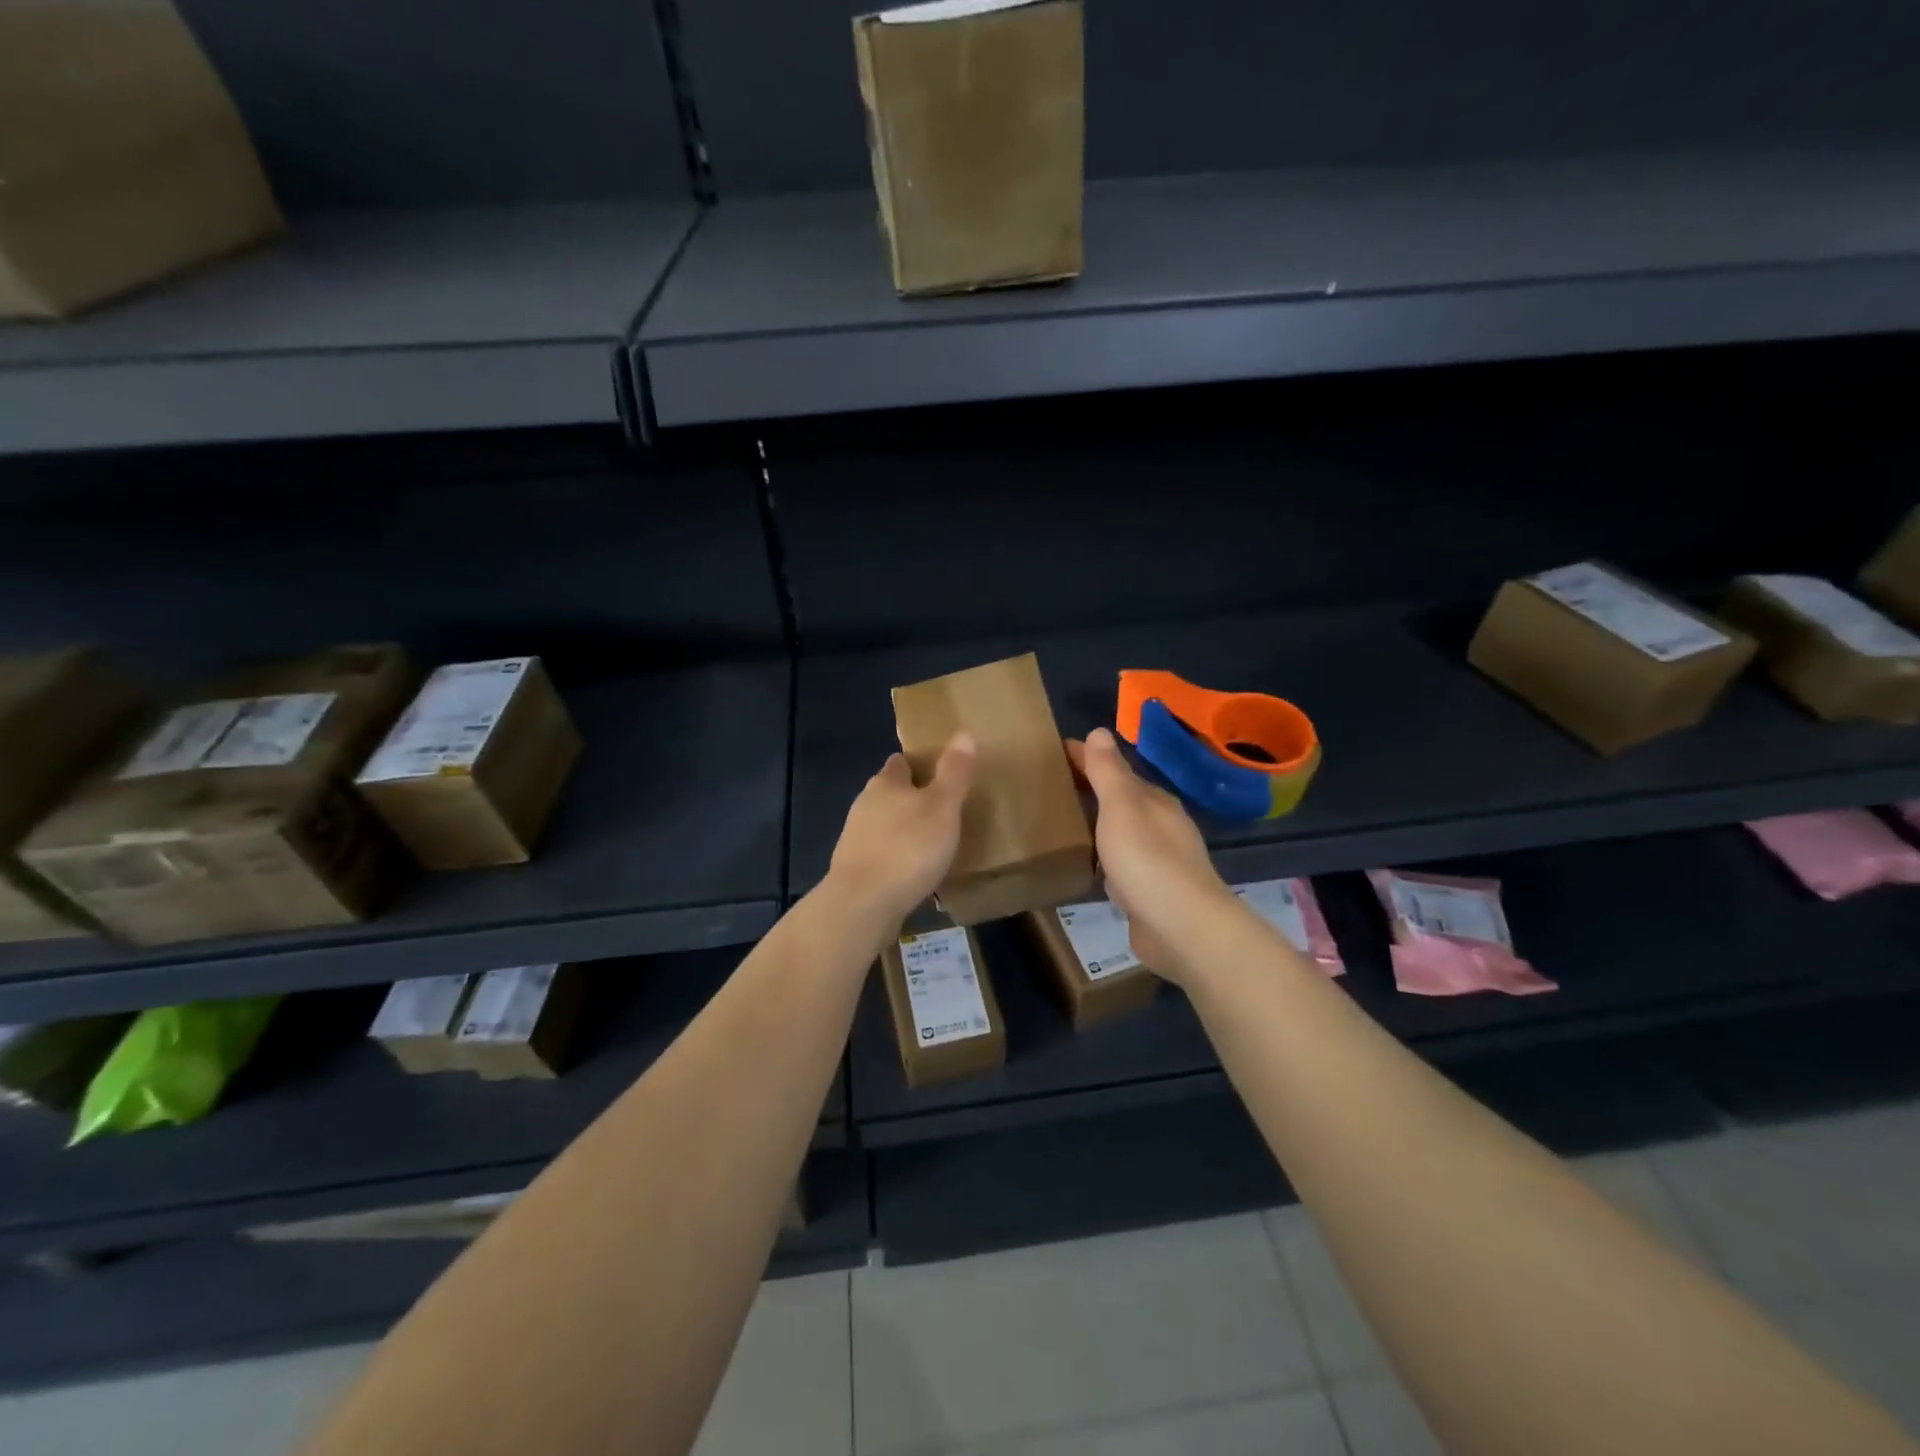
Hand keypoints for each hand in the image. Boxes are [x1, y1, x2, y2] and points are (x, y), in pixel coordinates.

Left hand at [827, 733, 976, 926]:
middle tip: (943, 810)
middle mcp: (865, 803)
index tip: (943, 775)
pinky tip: (912, 870)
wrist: (864, 903)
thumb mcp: (943, 807)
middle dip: (912, 798)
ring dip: (903, 828)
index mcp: (886, 782)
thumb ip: (954, 772)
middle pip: (890, 792)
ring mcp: (855, 837)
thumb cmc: (909, 847)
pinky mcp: (854, 867)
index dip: (921, 765)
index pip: (901, 762)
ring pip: (883, 822)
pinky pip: (880, 852)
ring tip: (931, 842)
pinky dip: (896, 856)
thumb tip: (964, 733)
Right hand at [1067, 728, 1235, 984]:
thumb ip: (1108, 772)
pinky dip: (1103, 859)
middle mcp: (1161, 826)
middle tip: (1050, 786)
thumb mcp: (1122, 807)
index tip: (1054, 751)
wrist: (1182, 928)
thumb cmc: (1148, 860)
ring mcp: (1158, 862)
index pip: (1115, 770)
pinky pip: (1120, 866)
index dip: (1086, 758)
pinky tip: (1088, 866)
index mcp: (1155, 801)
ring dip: (1098, 825)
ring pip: (1121, 833)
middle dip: (1091, 790)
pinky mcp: (1150, 893)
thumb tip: (1099, 731)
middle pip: (1121, 800)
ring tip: (1062, 822)